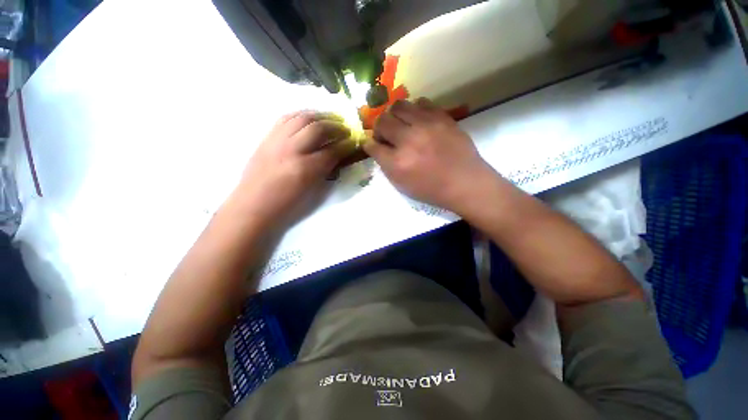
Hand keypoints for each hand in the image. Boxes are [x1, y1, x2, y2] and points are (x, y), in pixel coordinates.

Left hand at [233, 111, 354, 227]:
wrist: (253, 204)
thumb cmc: (286, 204)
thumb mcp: (313, 191)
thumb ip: (327, 170)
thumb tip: (339, 155)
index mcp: (305, 169)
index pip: (332, 150)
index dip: (346, 145)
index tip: (354, 141)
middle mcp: (291, 149)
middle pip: (318, 128)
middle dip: (336, 126)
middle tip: (346, 129)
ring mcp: (277, 140)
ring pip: (302, 117)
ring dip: (320, 116)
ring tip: (331, 119)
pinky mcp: (267, 137)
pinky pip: (286, 117)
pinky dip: (302, 114)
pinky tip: (310, 118)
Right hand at [363, 98, 496, 212]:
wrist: (464, 182)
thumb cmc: (431, 189)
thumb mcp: (402, 185)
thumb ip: (386, 165)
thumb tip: (376, 146)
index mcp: (397, 163)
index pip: (372, 145)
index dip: (369, 144)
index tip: (372, 144)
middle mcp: (409, 140)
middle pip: (382, 121)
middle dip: (379, 128)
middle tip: (386, 135)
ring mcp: (426, 125)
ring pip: (399, 106)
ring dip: (394, 115)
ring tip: (402, 125)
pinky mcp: (442, 117)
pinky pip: (421, 103)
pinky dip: (415, 111)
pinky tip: (419, 121)